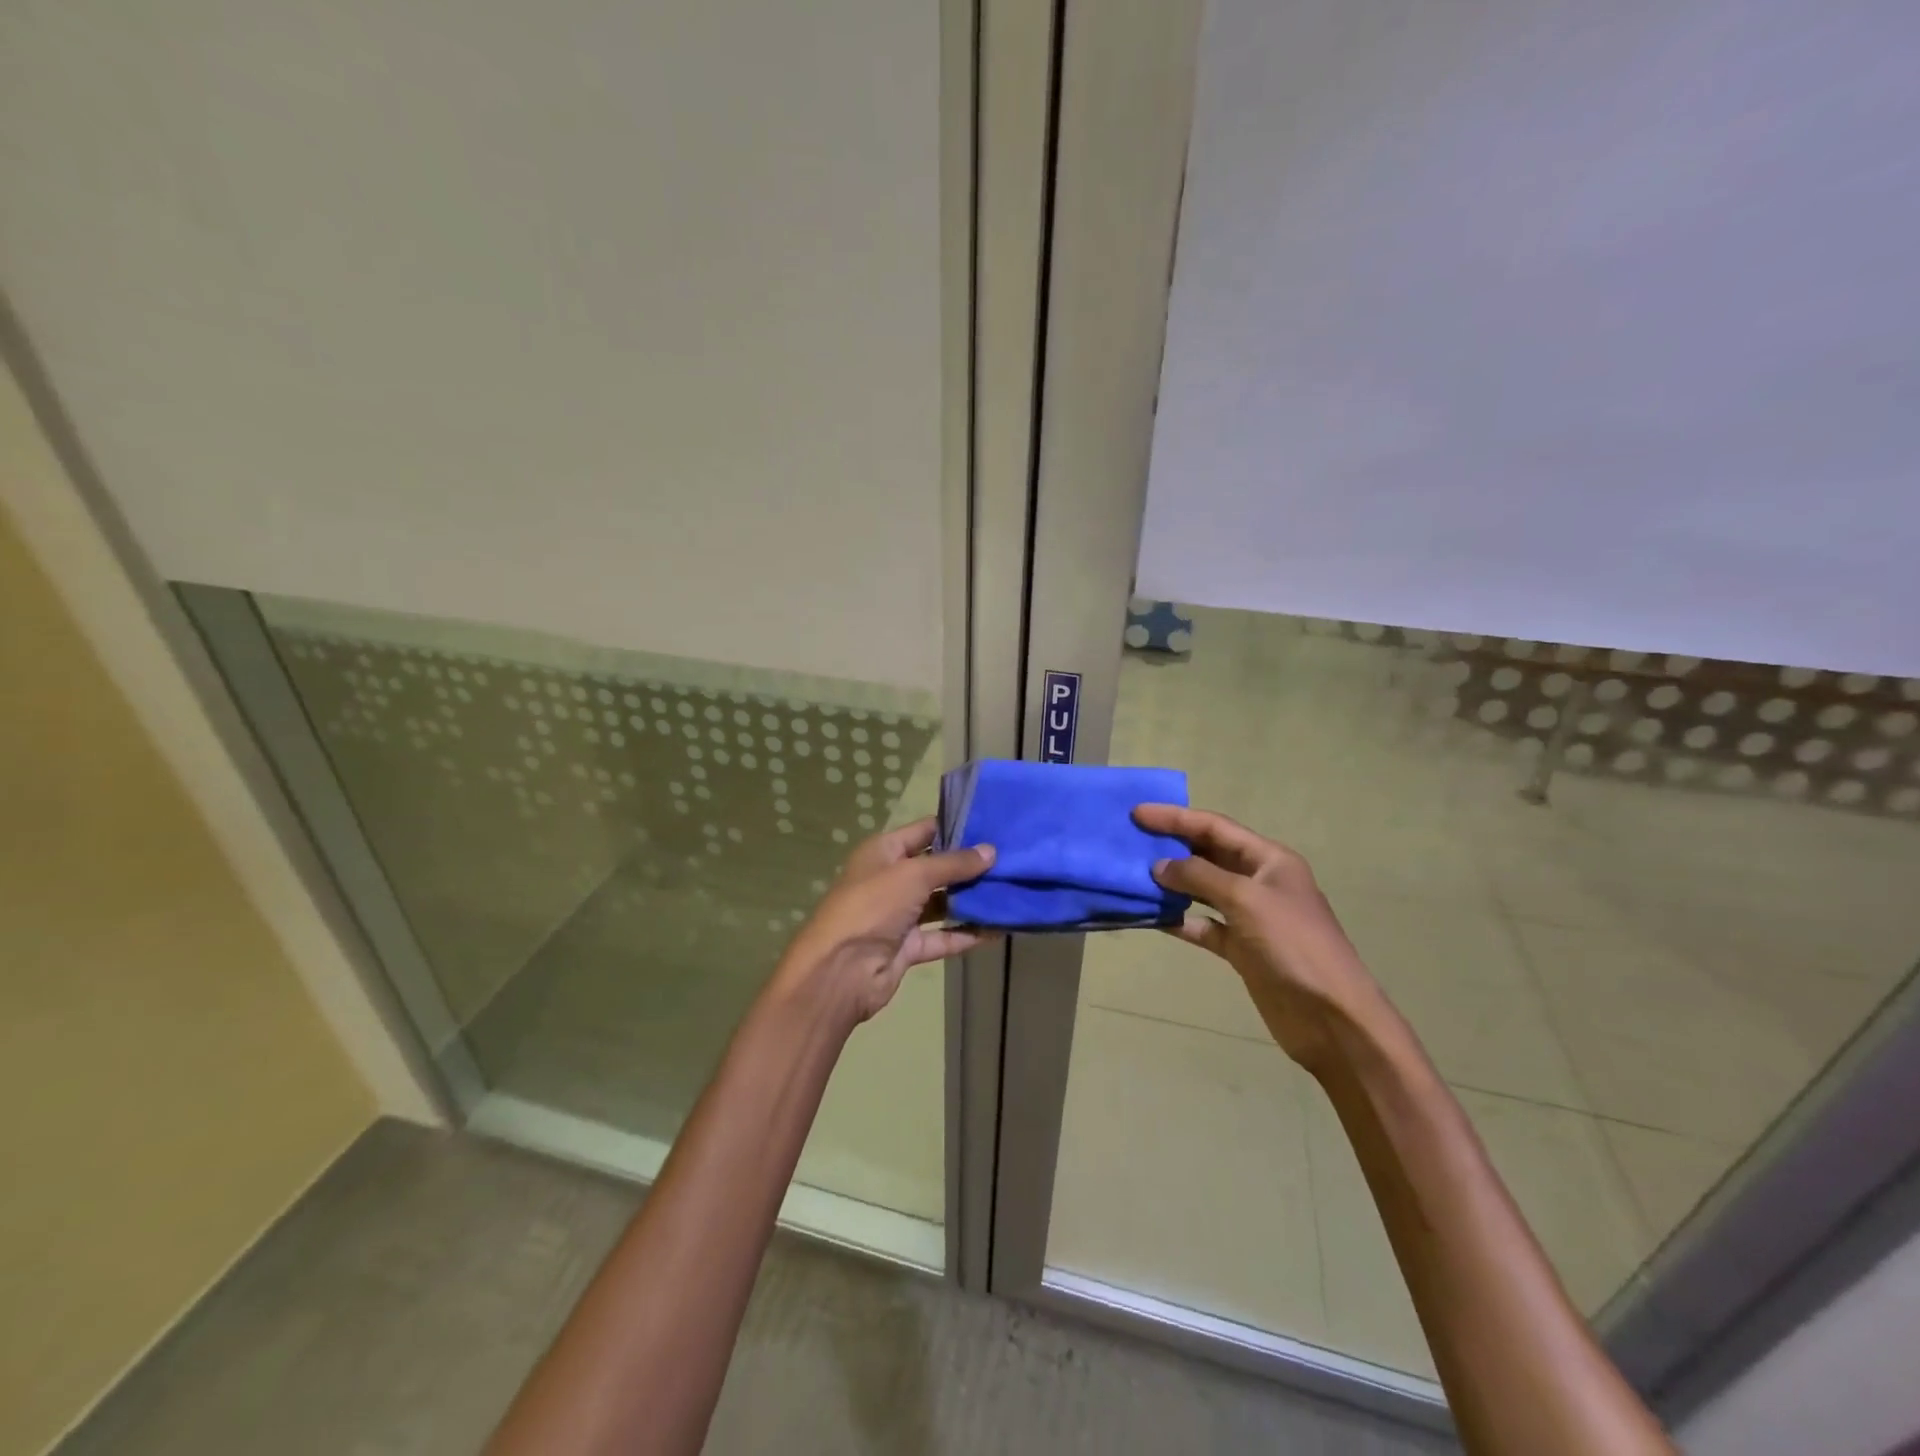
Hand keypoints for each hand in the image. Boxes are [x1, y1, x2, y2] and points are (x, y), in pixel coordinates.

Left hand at [772, 817, 995, 1026]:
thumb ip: (954, 864)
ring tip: (1011, 890)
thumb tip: (991, 851)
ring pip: (942, 903)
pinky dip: (968, 933)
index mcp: (884, 852)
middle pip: (936, 868)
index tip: (993, 824)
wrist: (840, 971)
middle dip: (970, 865)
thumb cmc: (872, 906)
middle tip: (1011, 858)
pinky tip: (998, 928)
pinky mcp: (909, 946)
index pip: (924, 831)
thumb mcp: (913, 875)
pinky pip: (944, 936)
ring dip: (972, 900)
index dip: (955, 826)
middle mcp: (892, 879)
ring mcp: (900, 915)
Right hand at [1135, 804, 1386, 1074]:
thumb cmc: (1293, 946)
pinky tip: (1151, 916)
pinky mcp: (1241, 948)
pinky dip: (1179, 919)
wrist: (1331, 1017)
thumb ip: (1200, 877)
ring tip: (1134, 874)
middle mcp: (1259, 881)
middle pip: (1208, 854)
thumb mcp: (1246, 900)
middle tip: (1130, 840)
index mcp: (1270, 860)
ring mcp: (1249, 917)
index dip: (1176, 818)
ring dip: (1171, 882)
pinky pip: (1202, 925)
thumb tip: (1160, 867)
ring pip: (1202, 890)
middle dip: (1172, 845)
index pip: (1215, 827)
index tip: (1137, 813)